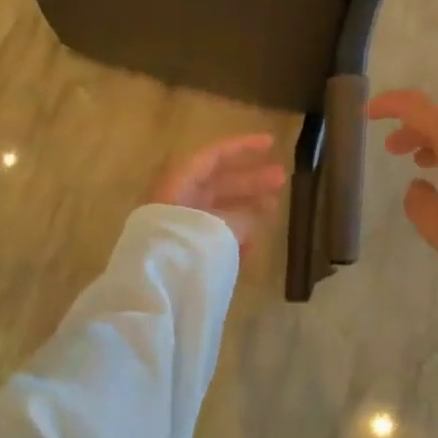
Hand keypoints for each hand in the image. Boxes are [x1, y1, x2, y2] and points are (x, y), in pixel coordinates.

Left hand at [148, 134, 287, 254]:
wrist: (155, 293)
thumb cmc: (187, 247)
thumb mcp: (221, 225)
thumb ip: (243, 216)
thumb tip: (257, 214)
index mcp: (180, 183)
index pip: (214, 156)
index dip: (243, 147)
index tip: (272, 144)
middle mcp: (178, 199)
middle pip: (219, 182)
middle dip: (252, 180)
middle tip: (282, 179)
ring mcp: (179, 226)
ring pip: (218, 209)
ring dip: (247, 208)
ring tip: (275, 209)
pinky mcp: (182, 252)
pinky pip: (212, 235)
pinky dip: (232, 235)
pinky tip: (253, 244)